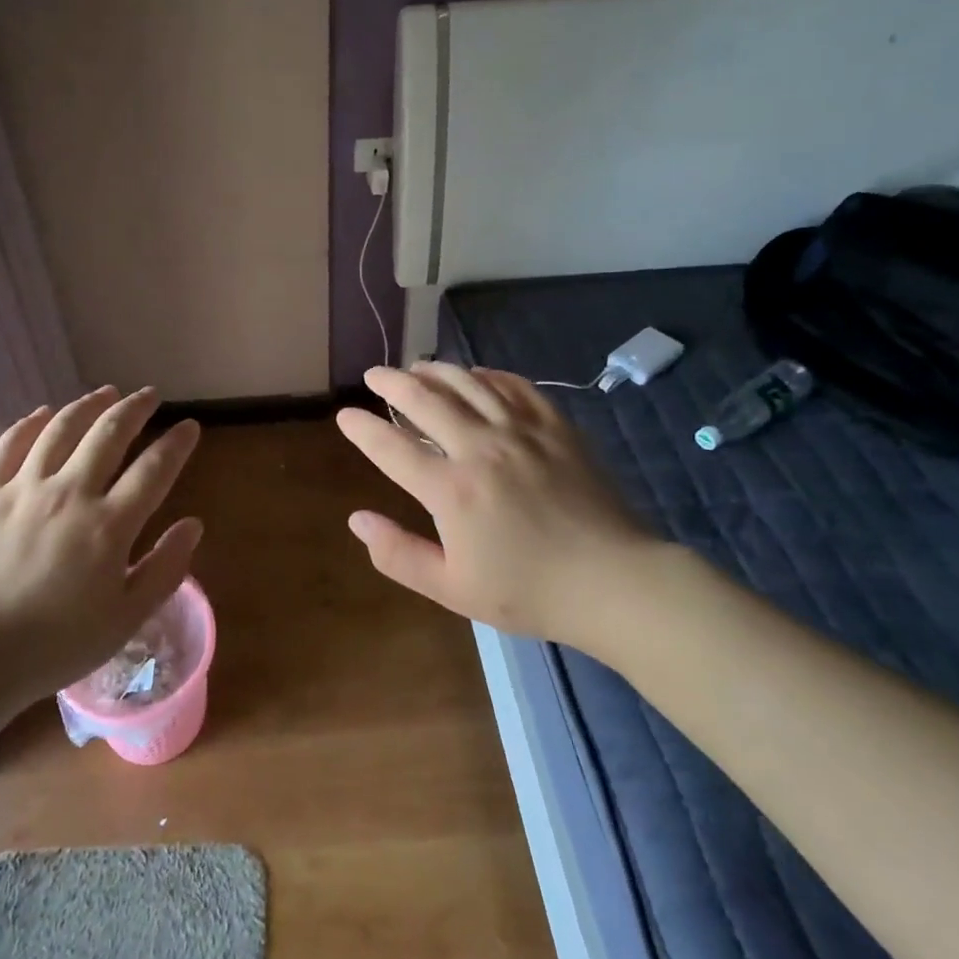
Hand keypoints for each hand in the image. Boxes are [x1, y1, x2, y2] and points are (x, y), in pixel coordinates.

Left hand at [0, 387, 202, 740]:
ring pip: (61, 428)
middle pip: (109, 433)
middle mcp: (69, 493)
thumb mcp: (126, 619)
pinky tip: (43, 414)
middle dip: (135, 408)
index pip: (154, 468)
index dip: (176, 443)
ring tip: (105, 392)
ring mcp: (24, 488)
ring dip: (88, 404)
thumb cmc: (57, 646)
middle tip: (149, 395)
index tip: (189, 426)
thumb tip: (193, 524)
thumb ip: (165, 569)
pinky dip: (29, 423)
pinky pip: (9, 444)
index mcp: (108, 526)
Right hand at [335, 363, 672, 660]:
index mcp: (451, 490)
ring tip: (416, 366)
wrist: (613, 582)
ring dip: (435, 371)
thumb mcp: (452, 588)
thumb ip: (398, 554)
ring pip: (468, 384)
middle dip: (392, 382)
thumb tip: (356, 520)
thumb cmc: (528, 591)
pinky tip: (476, 375)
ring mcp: (520, 432)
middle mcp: (480, 448)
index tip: (344, 415)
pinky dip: (488, 375)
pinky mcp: (554, 426)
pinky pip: (514, 386)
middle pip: (425, 400)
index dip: (362, 429)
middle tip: (374, 374)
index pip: (392, 448)